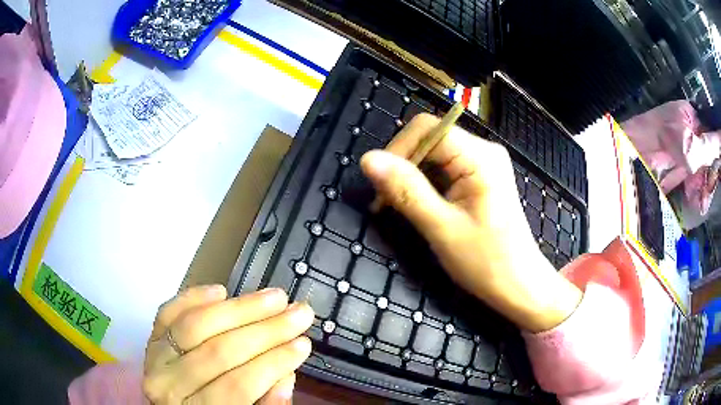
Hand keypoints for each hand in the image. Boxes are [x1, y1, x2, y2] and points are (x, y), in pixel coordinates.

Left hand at [142, 285, 313, 403]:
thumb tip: (285, 377)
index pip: (238, 385)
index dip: (273, 363)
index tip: (303, 344)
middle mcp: (168, 384)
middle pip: (219, 352)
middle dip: (265, 331)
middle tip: (298, 314)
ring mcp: (155, 357)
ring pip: (196, 325)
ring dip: (239, 308)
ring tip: (274, 297)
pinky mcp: (151, 337)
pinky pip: (168, 312)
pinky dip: (193, 297)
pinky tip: (221, 291)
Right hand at [360, 113, 580, 331]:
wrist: (519, 285)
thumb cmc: (486, 261)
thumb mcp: (442, 228)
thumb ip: (406, 190)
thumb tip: (368, 159)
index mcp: (480, 156)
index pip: (426, 129)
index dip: (398, 151)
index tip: (382, 187)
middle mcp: (483, 150)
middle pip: (429, 139)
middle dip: (403, 166)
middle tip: (388, 203)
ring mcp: (483, 163)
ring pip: (434, 155)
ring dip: (412, 177)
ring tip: (402, 207)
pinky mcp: (480, 177)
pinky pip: (445, 168)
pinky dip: (426, 184)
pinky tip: (422, 206)